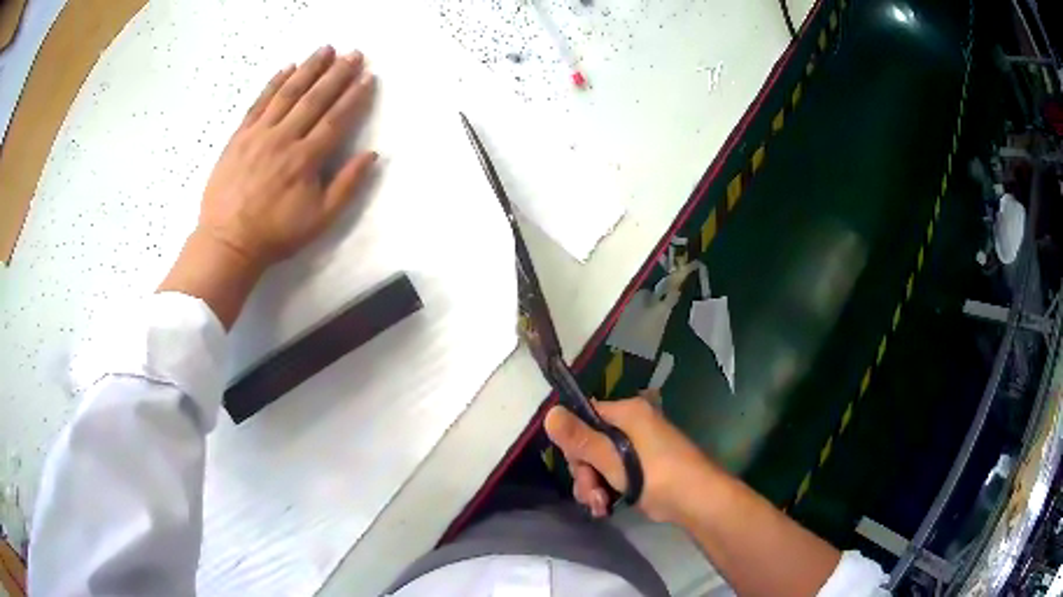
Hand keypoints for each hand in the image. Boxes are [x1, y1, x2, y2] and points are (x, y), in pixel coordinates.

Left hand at [197, 45, 377, 269]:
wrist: (227, 242)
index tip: (368, 77)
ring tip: (325, 49)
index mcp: (305, 160)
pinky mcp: (239, 136)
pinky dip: (273, 83)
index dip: (354, 97)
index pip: (336, 119)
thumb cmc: (275, 234)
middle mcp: (284, 139)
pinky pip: (258, 103)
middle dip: (337, 74)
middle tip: (354, 53)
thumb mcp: (319, 220)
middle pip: (314, 99)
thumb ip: (346, 186)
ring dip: (309, 69)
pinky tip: (287, 67)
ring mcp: (258, 135)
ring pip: (287, 94)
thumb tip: (371, 155)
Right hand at [545, 393, 718, 522]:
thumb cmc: (657, 475)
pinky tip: (605, 508)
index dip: (574, 442)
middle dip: (584, 472)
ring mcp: (637, 448)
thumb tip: (549, 413)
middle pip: (589, 444)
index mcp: (627, 413)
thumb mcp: (613, 459)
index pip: (585, 416)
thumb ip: (580, 439)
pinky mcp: (641, 469)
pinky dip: (606, 490)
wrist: (697, 501)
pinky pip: (612, 474)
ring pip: (598, 463)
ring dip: (593, 486)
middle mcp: (631, 425)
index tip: (576, 466)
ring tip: (600, 506)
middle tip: (591, 494)